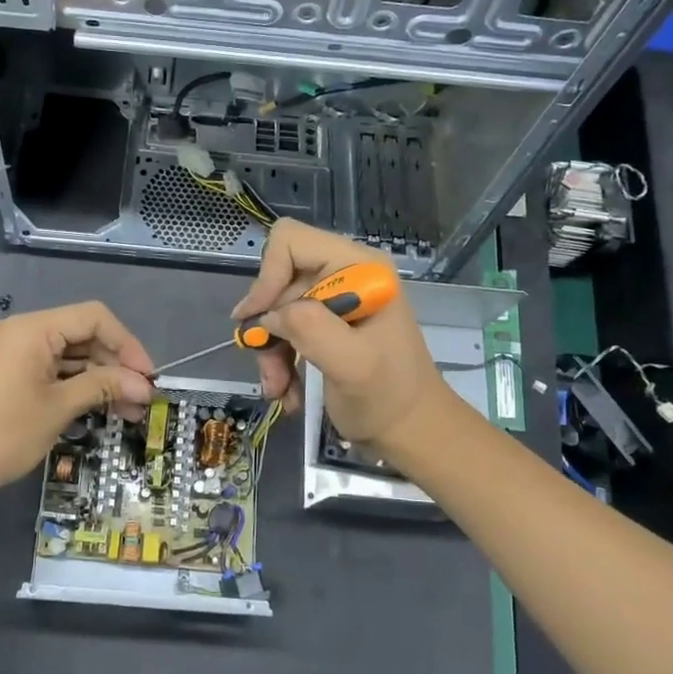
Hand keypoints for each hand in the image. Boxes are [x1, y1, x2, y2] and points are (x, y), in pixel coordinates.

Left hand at [0, 302, 154, 499]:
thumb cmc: (2, 434)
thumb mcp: (58, 408)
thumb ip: (103, 387)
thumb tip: (144, 385)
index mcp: (33, 329)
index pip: (94, 318)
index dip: (127, 344)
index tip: (148, 377)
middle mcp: (22, 331)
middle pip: (82, 334)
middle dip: (115, 366)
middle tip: (139, 401)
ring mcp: (12, 352)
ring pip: (68, 354)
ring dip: (98, 378)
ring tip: (125, 412)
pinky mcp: (7, 374)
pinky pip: (50, 369)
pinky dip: (74, 385)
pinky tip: (95, 408)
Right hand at [234, 220, 445, 451]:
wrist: (412, 431)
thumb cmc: (389, 397)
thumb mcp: (352, 364)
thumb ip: (311, 328)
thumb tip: (270, 316)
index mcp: (359, 268)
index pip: (291, 241)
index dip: (268, 276)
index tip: (260, 320)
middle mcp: (344, 274)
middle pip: (279, 280)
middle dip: (269, 327)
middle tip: (270, 371)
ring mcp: (334, 299)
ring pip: (276, 309)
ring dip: (270, 350)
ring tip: (278, 388)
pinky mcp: (326, 323)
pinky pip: (284, 329)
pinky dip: (279, 360)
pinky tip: (287, 391)